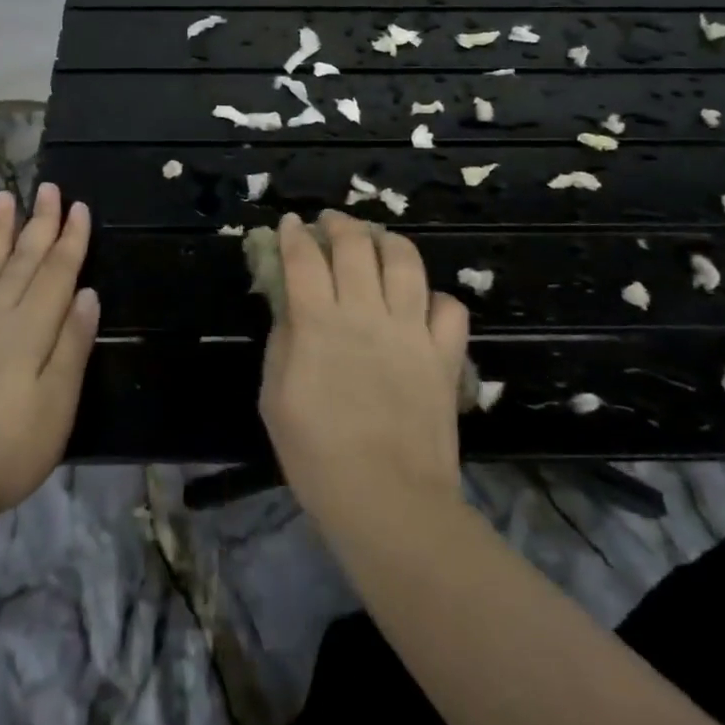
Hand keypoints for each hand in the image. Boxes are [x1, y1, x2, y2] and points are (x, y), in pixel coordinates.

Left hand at [0, 185, 98, 524]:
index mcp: (32, 329)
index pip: (57, 272)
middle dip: (39, 223)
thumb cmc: (11, 447)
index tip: (79, 207)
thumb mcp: (59, 402)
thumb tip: (88, 293)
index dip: (71, 239)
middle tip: (47, 187)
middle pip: (24, 261)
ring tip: (2, 198)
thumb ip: (72, 344)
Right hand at [259, 211, 470, 537]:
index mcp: (318, 323)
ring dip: (388, 241)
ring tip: (377, 241)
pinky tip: (421, 302)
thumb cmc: (316, 456)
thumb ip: (282, 343)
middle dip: (340, 224)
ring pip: (406, 262)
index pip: (303, 258)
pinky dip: (436, 297)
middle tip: (330, 223)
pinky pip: (450, 308)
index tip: (289, 222)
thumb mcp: (275, 398)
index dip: (294, 234)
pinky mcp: (444, 355)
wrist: (387, 501)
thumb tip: (291, 309)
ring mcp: (411, 331)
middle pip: (356, 246)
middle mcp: (366, 313)